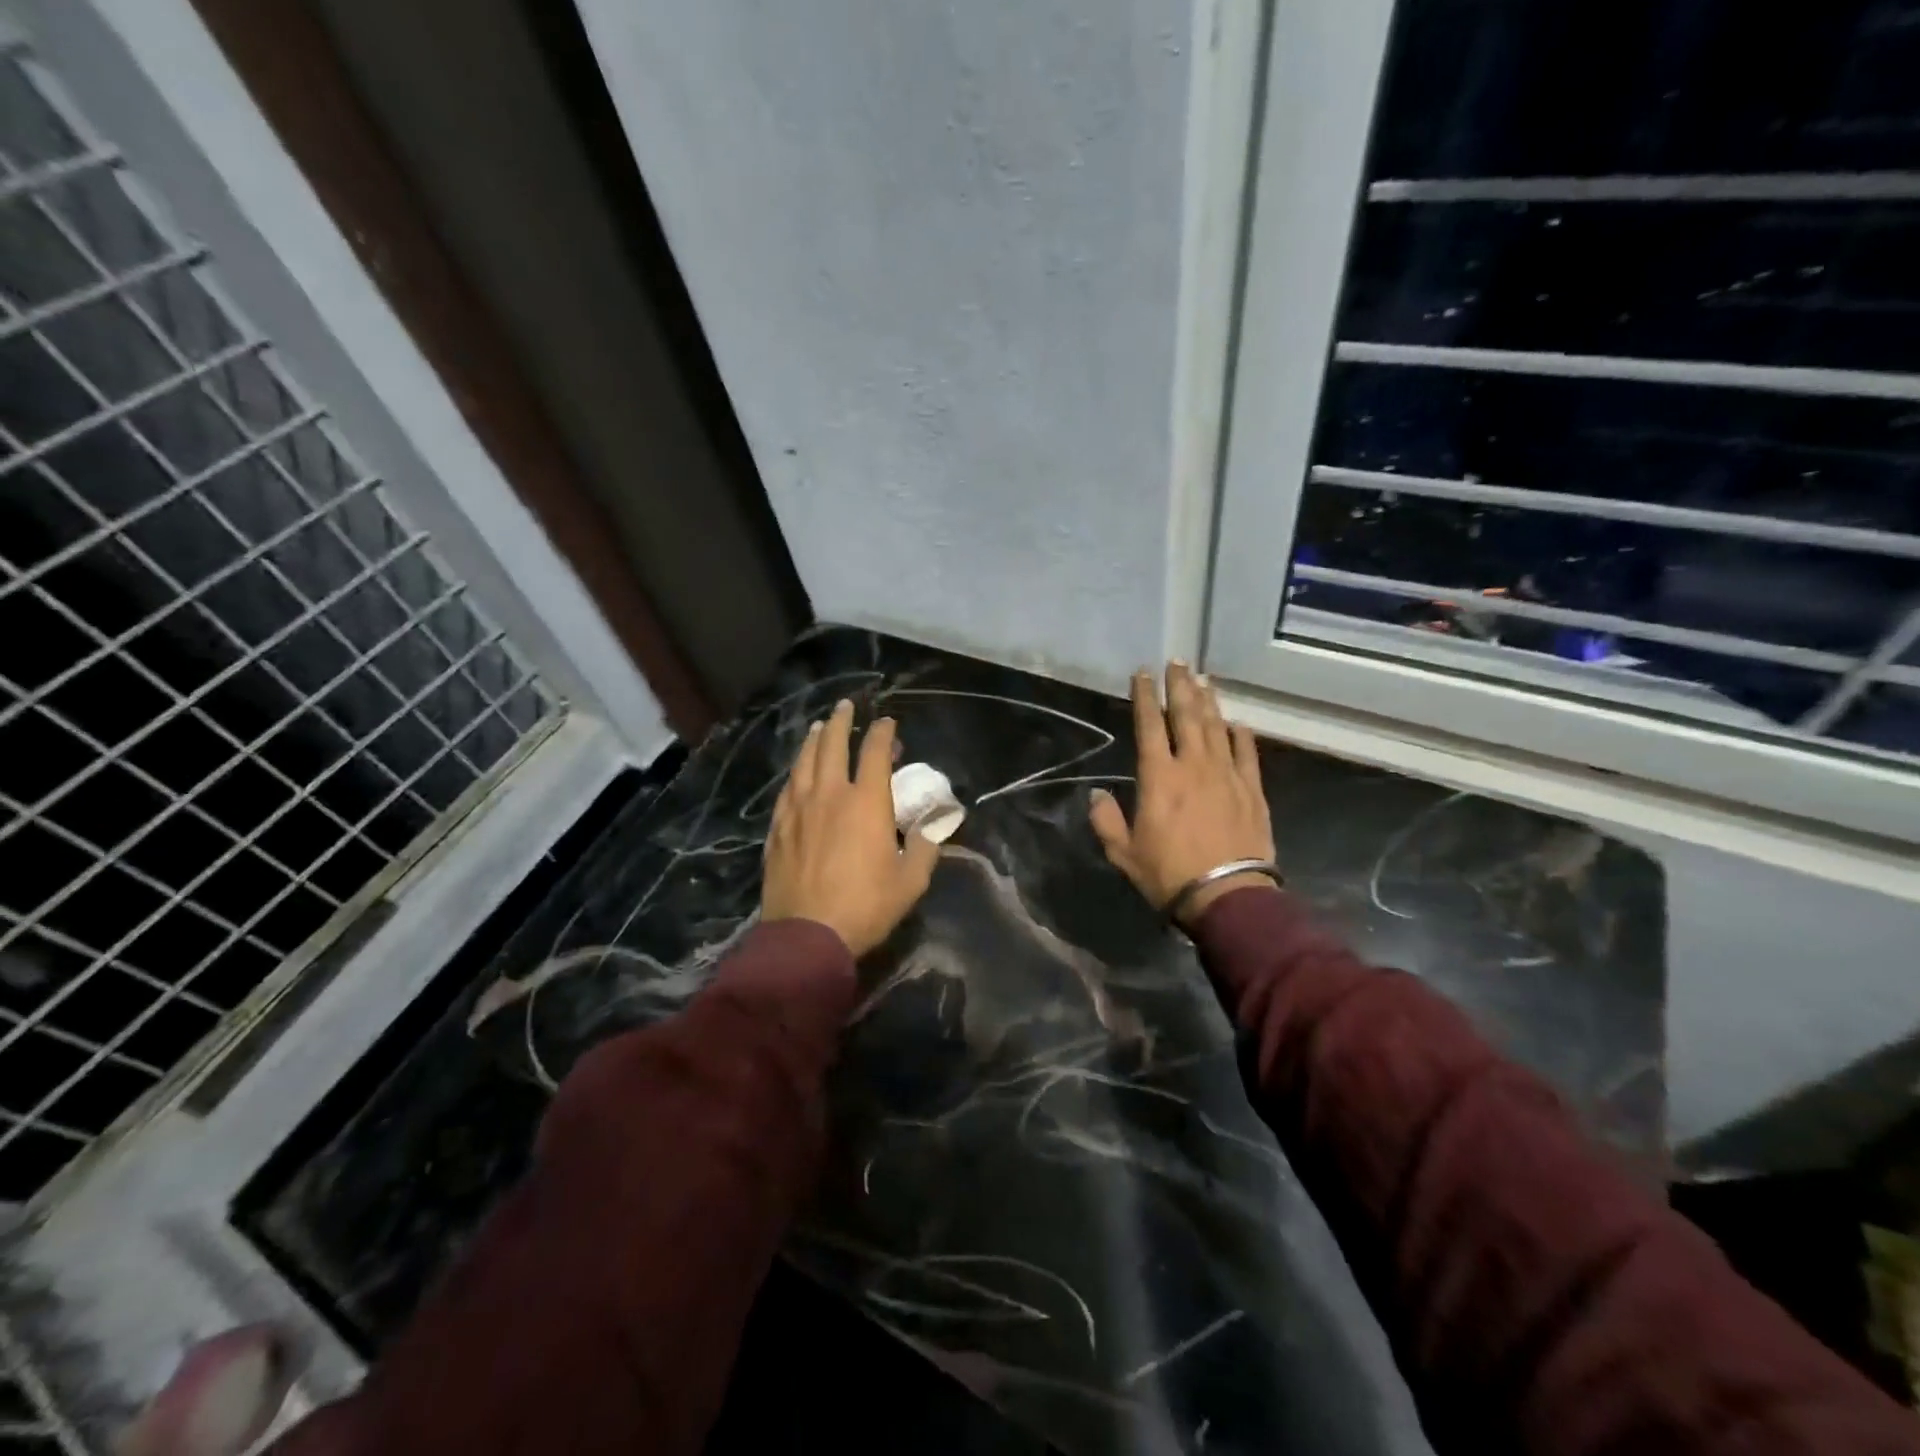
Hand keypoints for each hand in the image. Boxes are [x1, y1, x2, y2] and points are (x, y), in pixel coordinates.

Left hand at [763, 700, 940, 955]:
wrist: (807, 936)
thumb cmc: (866, 907)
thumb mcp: (910, 882)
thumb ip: (925, 848)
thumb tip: (933, 828)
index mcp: (866, 803)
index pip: (874, 752)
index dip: (882, 733)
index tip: (887, 723)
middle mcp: (830, 795)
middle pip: (832, 745)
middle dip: (841, 722)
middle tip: (846, 706)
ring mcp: (798, 810)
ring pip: (804, 762)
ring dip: (814, 740)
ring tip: (819, 727)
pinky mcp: (778, 828)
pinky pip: (787, 789)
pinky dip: (795, 772)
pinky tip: (797, 772)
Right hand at [1090, 662, 1276, 926]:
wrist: (1228, 897)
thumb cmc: (1169, 875)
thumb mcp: (1123, 853)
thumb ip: (1106, 820)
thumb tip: (1097, 794)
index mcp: (1159, 777)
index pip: (1149, 725)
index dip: (1144, 696)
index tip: (1143, 673)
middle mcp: (1193, 765)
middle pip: (1186, 715)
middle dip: (1179, 686)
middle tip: (1178, 661)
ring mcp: (1227, 774)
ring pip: (1216, 727)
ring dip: (1208, 701)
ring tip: (1202, 679)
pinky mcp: (1252, 790)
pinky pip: (1247, 752)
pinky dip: (1240, 735)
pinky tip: (1236, 723)